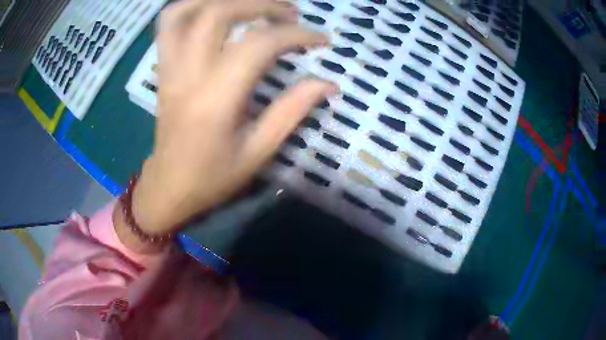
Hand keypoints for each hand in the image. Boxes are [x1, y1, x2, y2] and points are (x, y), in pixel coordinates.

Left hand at [119, 0, 336, 248]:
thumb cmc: (212, 177)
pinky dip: (191, 5)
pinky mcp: (162, 68)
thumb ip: (292, 111)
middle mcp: (188, 73)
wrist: (168, 186)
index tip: (320, 39)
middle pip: (219, 13)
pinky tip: (214, 7)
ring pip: (187, 11)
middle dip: (262, 4)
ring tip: (253, 3)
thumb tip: (328, 83)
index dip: (296, 35)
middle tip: (290, 12)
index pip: (258, 45)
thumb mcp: (258, 152)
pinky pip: (168, 24)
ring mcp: (170, 67)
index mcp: (215, 99)